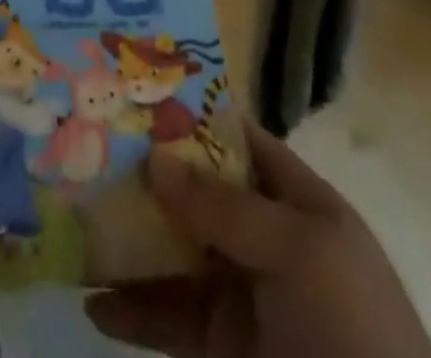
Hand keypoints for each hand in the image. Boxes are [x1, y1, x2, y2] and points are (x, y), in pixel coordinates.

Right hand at [86, 120, 430, 357]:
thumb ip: (223, 208)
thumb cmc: (352, 330)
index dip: (193, 116)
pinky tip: (95, 304)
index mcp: (296, 201)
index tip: (136, 97)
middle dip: (148, 179)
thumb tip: (155, 157)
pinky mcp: (224, 352)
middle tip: (87, 156)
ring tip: (77, 226)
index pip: (239, 140)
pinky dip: (134, 313)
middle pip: (198, 195)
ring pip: (176, 256)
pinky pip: (171, 320)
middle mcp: (266, 240)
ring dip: (130, 245)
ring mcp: (244, 297)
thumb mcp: (298, 252)